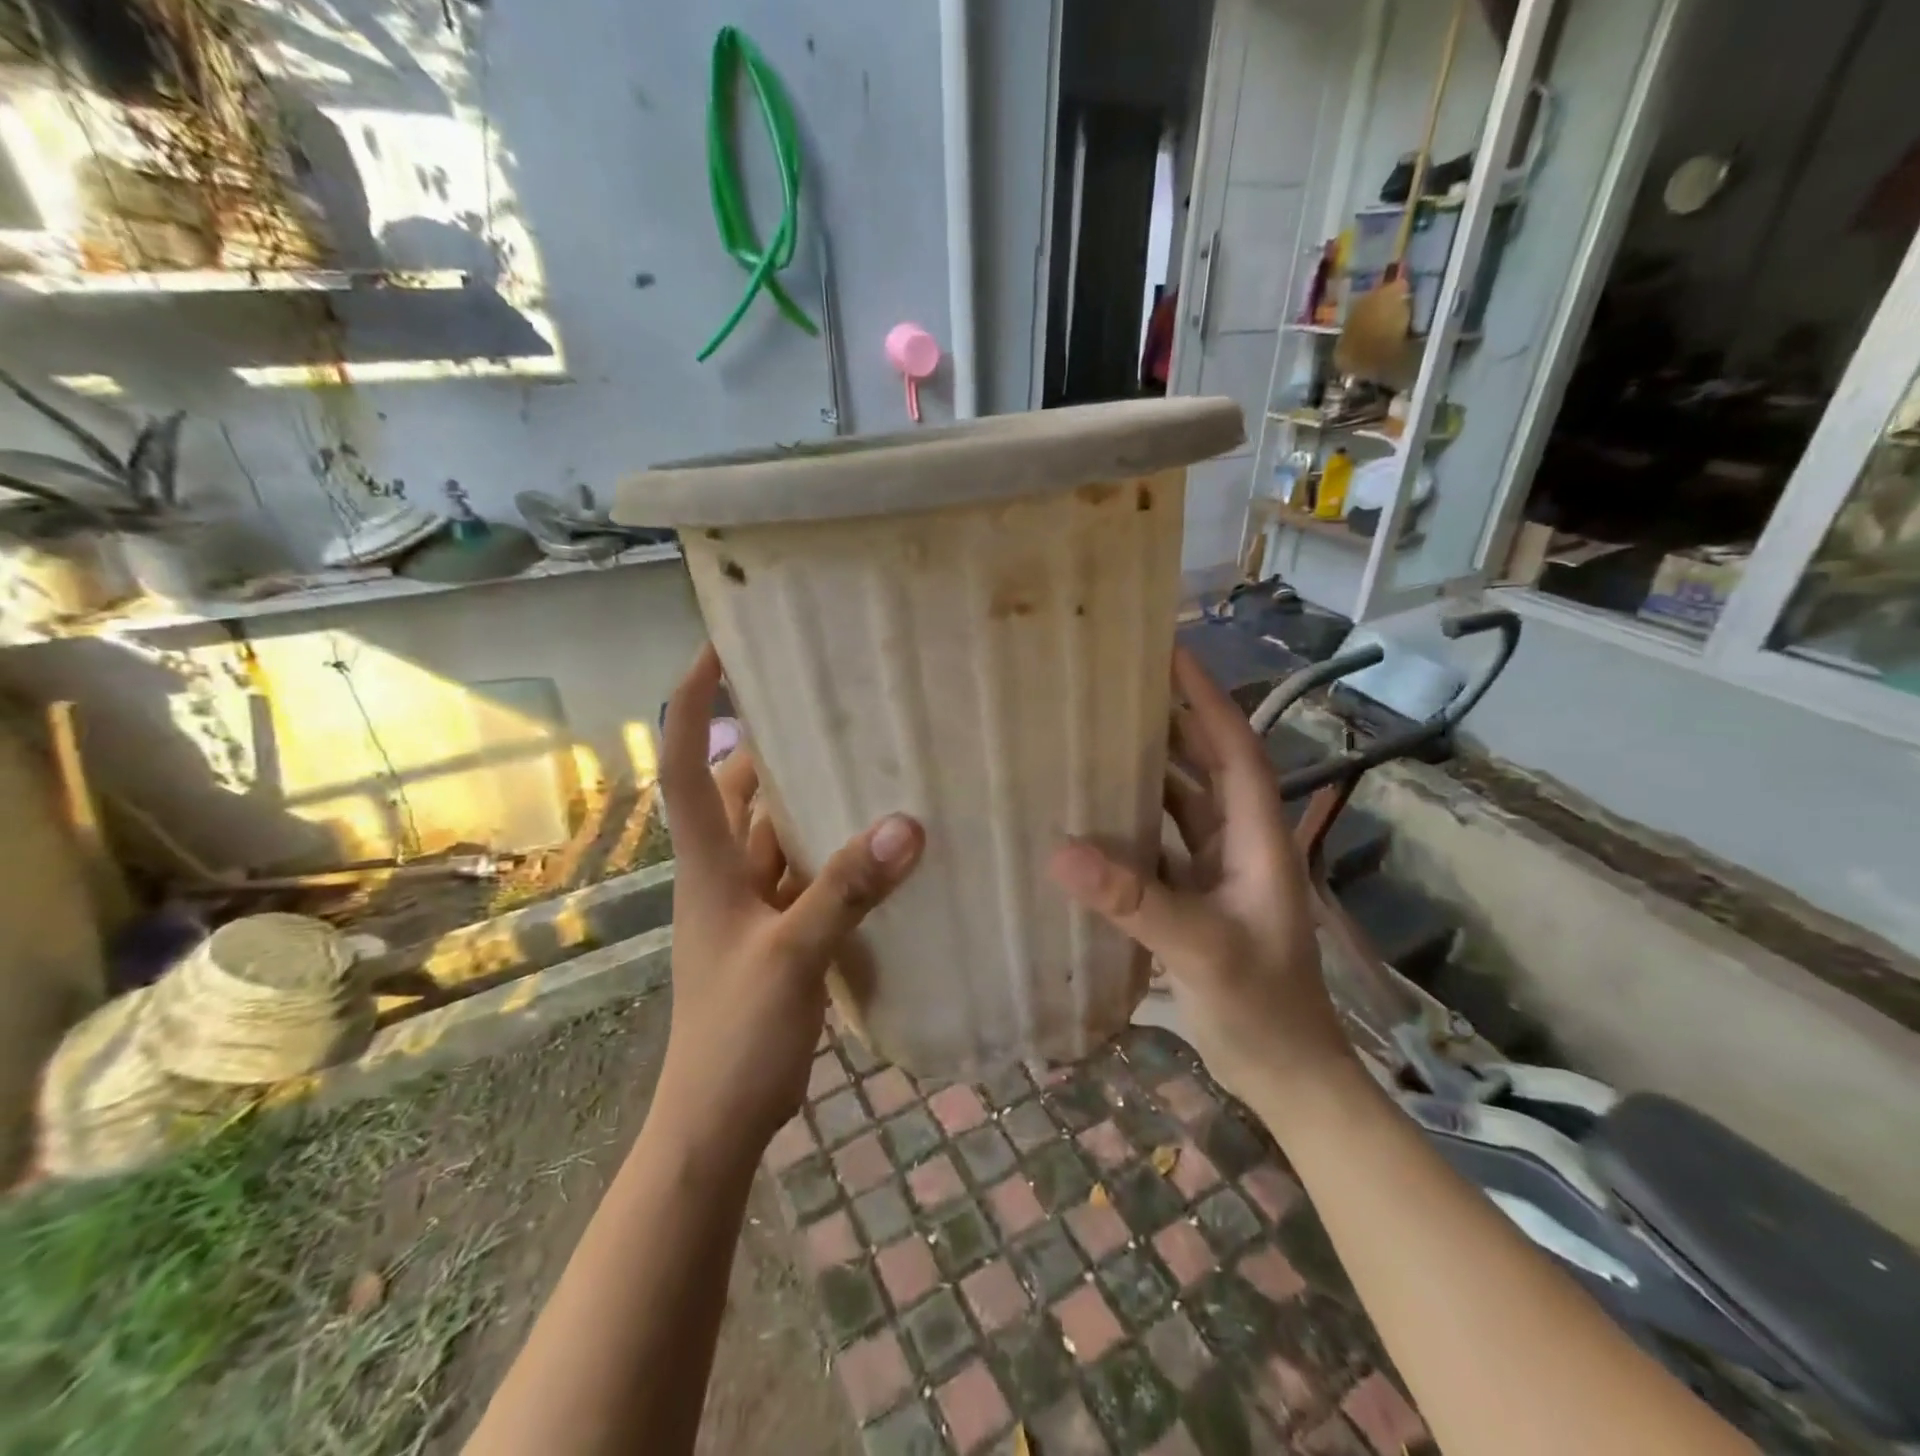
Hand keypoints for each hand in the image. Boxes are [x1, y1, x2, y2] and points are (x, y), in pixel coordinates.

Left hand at [654, 647, 924, 1152]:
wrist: (718, 1119)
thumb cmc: (734, 1033)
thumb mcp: (791, 956)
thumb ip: (846, 890)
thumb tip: (908, 825)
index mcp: (706, 861)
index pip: (684, 759)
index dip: (692, 699)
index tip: (719, 647)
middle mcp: (723, 870)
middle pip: (739, 786)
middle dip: (772, 741)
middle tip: (828, 700)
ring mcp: (752, 902)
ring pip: (779, 830)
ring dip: (812, 798)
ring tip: (868, 758)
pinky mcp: (780, 930)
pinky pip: (808, 872)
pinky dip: (837, 853)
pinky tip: (882, 843)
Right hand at [1047, 647, 1349, 1103]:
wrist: (1288, 1076)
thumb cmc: (1263, 1008)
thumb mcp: (1201, 950)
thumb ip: (1135, 901)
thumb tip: (1061, 850)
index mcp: (1257, 837)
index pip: (1234, 747)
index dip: (1205, 698)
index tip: (1169, 653)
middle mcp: (1240, 842)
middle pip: (1206, 764)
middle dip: (1171, 720)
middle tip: (1118, 685)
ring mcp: (1218, 870)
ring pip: (1181, 802)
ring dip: (1148, 769)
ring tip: (1097, 735)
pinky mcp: (1196, 897)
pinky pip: (1161, 843)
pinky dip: (1133, 822)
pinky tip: (1092, 815)